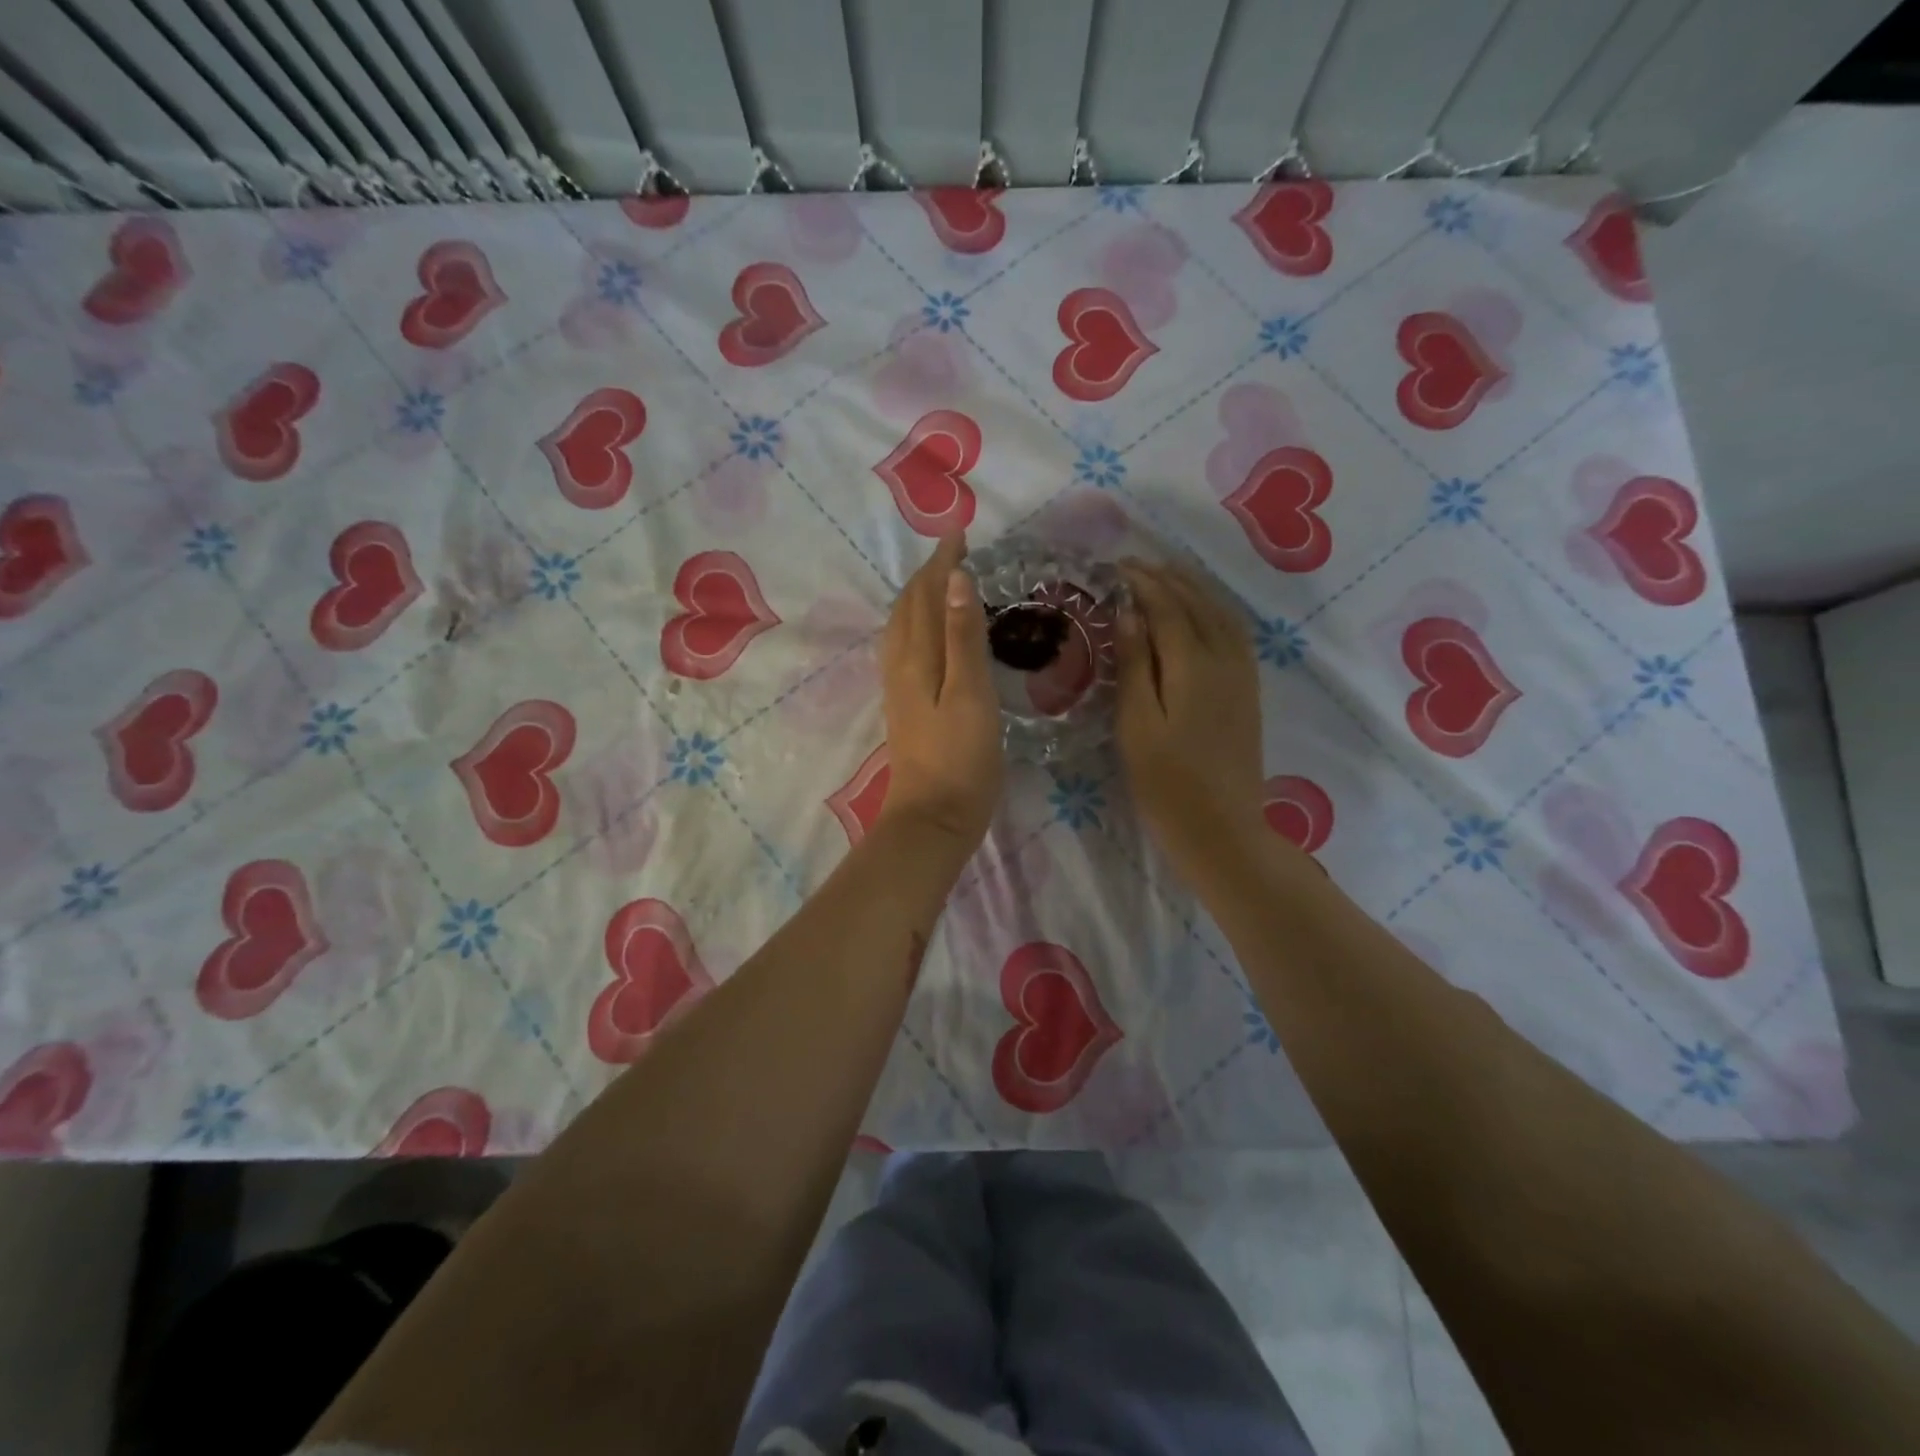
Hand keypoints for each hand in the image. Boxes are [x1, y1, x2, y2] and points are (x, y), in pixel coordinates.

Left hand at [877, 535, 1004, 850]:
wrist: (932, 817)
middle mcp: (901, 664)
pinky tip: (927, 635)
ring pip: (903, 627)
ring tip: (942, 582)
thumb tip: (955, 578)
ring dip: (919, 597)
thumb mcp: (971, 693)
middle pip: (908, 607)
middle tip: (955, 551)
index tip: (960, 533)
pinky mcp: (905, 707)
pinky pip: (905, 648)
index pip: (926, 594)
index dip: (942, 562)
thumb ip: (962, 636)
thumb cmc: (961, 758)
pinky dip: (917, 625)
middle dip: (929, 574)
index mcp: (917, 656)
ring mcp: (899, 687)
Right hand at [1115, 558, 1267, 880]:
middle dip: (1166, 578)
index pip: (1166, 606)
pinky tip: (1200, 613)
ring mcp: (1243, 674)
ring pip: (1221, 613)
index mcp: (1193, 664)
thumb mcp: (1137, 725)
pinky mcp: (1249, 690)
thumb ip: (1135, 665)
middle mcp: (1225, 658)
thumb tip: (1129, 612)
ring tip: (1164, 577)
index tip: (1115, 567)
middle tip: (1133, 566)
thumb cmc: (1166, 783)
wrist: (1222, 829)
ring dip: (1193, 588)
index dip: (1141, 583)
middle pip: (1197, 602)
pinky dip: (1214, 609)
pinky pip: (1235, 632)